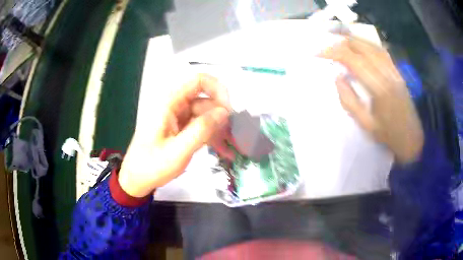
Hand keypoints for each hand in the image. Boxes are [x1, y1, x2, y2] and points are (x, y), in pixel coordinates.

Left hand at [118, 74, 232, 196]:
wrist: (136, 179)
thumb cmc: (152, 166)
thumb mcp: (178, 151)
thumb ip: (201, 130)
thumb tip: (224, 112)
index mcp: (169, 103)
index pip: (198, 80)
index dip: (218, 89)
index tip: (229, 111)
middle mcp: (174, 105)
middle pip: (205, 99)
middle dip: (221, 116)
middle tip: (231, 137)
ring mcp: (177, 116)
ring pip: (205, 113)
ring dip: (218, 128)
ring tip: (228, 148)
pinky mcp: (179, 127)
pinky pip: (199, 125)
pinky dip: (210, 135)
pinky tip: (220, 149)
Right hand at [320, 36, 423, 163]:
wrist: (411, 139)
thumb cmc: (388, 135)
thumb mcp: (365, 124)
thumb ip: (349, 100)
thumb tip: (337, 77)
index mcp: (379, 88)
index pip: (353, 60)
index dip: (333, 52)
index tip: (318, 53)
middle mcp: (387, 74)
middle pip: (362, 47)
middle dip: (342, 43)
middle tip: (327, 46)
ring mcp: (394, 71)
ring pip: (372, 45)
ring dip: (354, 40)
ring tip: (340, 42)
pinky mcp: (398, 72)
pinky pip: (381, 51)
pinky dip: (367, 44)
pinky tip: (360, 46)